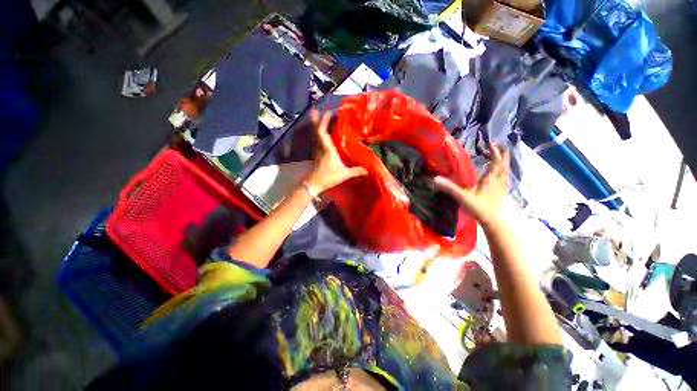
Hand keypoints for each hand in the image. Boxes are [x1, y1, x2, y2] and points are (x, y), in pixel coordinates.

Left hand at [305, 110, 367, 192]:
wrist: (314, 184)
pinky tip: (322, 134)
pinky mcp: (316, 155)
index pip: (323, 131)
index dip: (324, 121)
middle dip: (317, 120)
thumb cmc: (329, 177)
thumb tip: (369, 170)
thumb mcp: (344, 174)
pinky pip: (317, 141)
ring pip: (315, 136)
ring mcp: (317, 151)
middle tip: (316, 110)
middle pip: (317, 131)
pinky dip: (319, 135)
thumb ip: (356, 171)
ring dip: (316, 126)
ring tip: (318, 117)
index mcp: (328, 149)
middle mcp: (321, 147)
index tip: (330, 112)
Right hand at [433, 144, 509, 226]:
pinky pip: (504, 178)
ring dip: (504, 162)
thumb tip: (435, 179)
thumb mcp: (463, 197)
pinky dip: (503, 172)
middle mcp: (498, 181)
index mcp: (490, 179)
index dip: (495, 151)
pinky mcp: (501, 193)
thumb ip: (450, 188)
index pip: (496, 162)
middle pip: (504, 164)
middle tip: (499, 146)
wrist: (493, 222)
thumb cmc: (479, 208)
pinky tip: (499, 174)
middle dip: (502, 154)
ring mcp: (501, 187)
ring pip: (506, 171)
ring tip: (500, 156)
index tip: (490, 143)